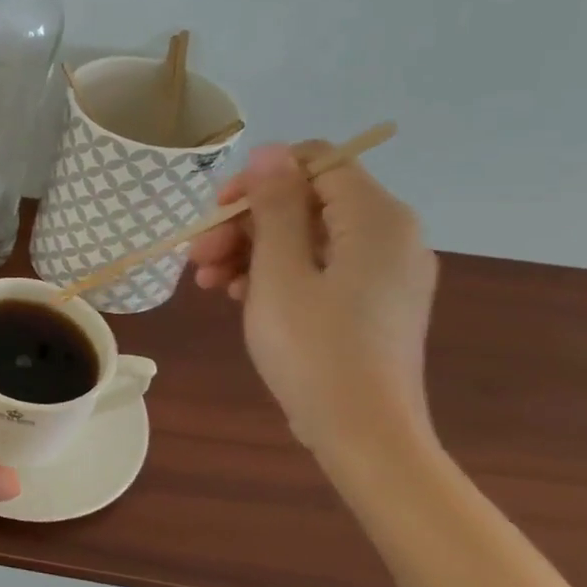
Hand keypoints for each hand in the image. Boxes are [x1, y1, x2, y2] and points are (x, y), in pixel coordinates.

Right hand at [190, 143, 438, 458]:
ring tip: (207, 282)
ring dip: (250, 250)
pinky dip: (275, 274)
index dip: (260, 178)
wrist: (363, 435)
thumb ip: (275, 206)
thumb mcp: (280, 272)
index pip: (316, 162)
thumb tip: (270, 150)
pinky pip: (318, 267)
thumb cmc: (315, 349)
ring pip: (305, 236)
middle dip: (245, 222)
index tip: (218, 212)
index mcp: (377, 218)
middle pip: (306, 201)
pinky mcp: (371, 301)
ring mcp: (382, 271)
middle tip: (197, 256)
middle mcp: (389, 235)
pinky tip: (236, 295)